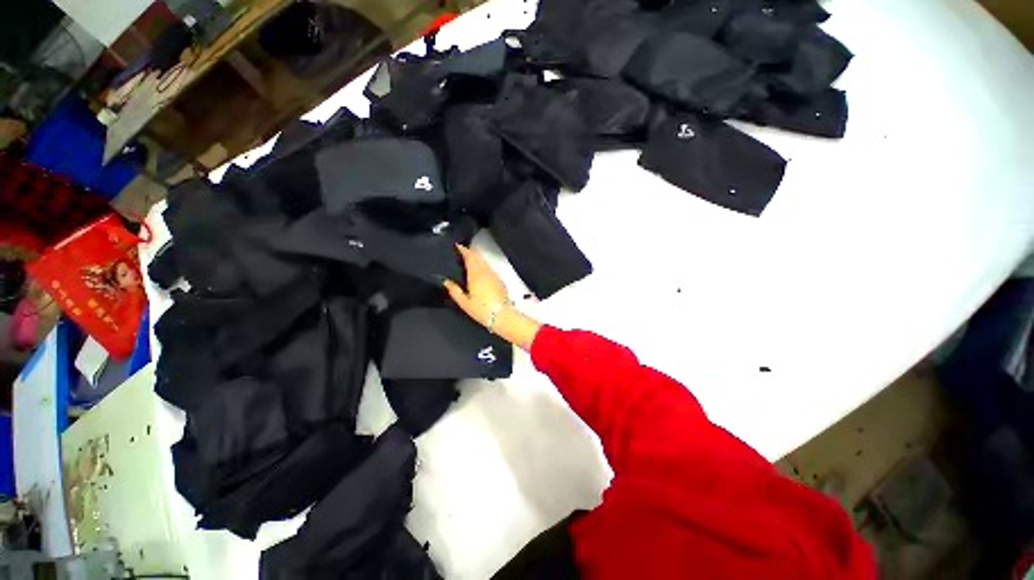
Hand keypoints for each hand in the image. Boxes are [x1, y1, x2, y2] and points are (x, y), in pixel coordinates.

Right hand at [444, 245, 542, 351]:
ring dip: (477, 258)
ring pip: (484, 262)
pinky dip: (483, 266)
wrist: (501, 315)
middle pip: (478, 257)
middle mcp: (486, 272)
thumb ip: (454, 290)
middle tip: (462, 252)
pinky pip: (490, 269)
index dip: (464, 249)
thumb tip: (446, 281)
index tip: (458, 246)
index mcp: (476, 274)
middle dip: (470, 252)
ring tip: (469, 261)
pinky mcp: (499, 281)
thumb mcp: (464, 302)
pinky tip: (480, 272)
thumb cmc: (482, 309)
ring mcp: (494, 275)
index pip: (470, 256)